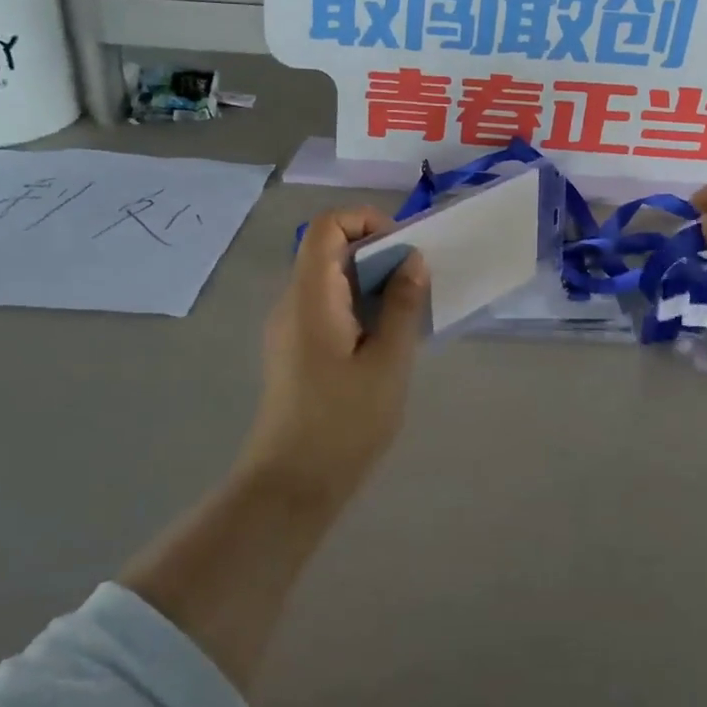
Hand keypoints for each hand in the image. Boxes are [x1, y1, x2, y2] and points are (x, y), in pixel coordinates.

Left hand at [234, 207, 430, 505]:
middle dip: (377, 253)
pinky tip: (385, 340)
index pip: (327, 226)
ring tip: (408, 311)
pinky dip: (358, 306)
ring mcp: (289, 328)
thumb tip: (413, 260)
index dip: (366, 220)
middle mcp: (292, 303)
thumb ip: (402, 305)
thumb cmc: (344, 422)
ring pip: (330, 280)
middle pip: (329, 250)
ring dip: (370, 282)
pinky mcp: (295, 350)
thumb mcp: (388, 361)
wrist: (292, 486)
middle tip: (416, 282)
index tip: (403, 249)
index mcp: (311, 297)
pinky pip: (327, 307)